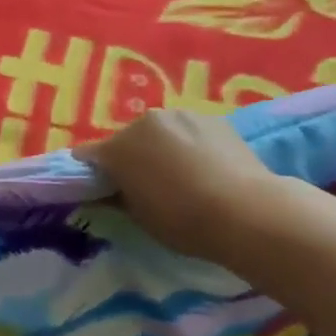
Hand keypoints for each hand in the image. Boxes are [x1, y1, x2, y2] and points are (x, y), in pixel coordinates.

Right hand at [81, 110, 283, 265]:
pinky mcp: (213, 118)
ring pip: (159, 133)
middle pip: (126, 140)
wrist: (248, 212)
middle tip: (146, 186)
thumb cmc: (183, 220)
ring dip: (161, 148)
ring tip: (181, 176)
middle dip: (130, 158)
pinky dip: (188, 145)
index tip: (101, 190)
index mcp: (118, 147)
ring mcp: (181, 115)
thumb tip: (103, 194)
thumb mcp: (139, 217)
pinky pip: (188, 132)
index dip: (91, 173)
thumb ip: (115, 199)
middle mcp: (144, 122)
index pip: (88, 155)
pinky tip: (206, 168)